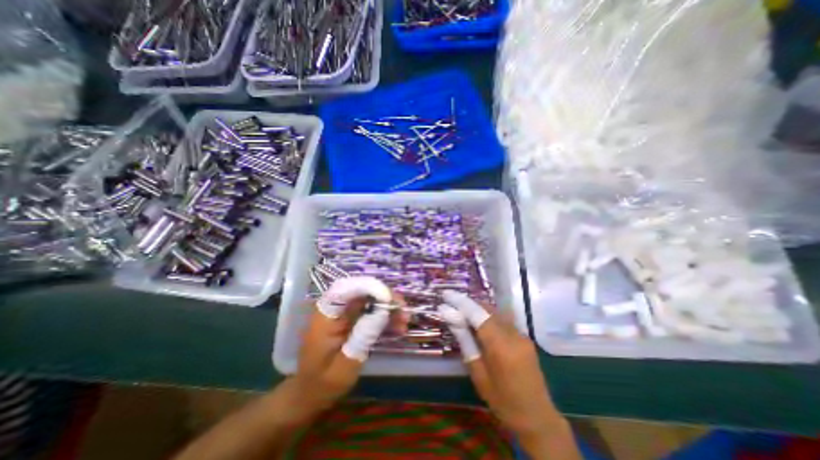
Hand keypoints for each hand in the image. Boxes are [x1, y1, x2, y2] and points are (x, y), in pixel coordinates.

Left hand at [299, 279, 405, 415]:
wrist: (311, 394)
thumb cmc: (323, 384)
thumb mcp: (346, 364)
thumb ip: (364, 336)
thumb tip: (384, 310)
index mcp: (326, 316)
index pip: (346, 288)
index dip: (369, 287)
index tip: (390, 298)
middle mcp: (335, 309)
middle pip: (362, 291)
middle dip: (385, 297)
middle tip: (404, 310)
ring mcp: (344, 313)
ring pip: (370, 300)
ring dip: (388, 307)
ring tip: (405, 320)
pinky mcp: (351, 320)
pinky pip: (371, 311)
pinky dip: (385, 316)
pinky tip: (398, 327)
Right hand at [439, 291, 568, 441]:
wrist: (537, 417)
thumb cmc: (502, 400)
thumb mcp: (478, 373)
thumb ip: (465, 341)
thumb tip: (450, 317)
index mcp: (501, 346)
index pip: (478, 314)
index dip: (461, 301)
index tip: (446, 294)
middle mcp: (513, 334)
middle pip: (487, 308)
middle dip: (468, 303)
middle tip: (452, 304)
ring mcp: (522, 334)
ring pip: (495, 311)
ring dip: (478, 308)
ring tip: (462, 311)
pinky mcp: (525, 336)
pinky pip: (503, 319)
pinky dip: (488, 316)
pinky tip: (479, 323)